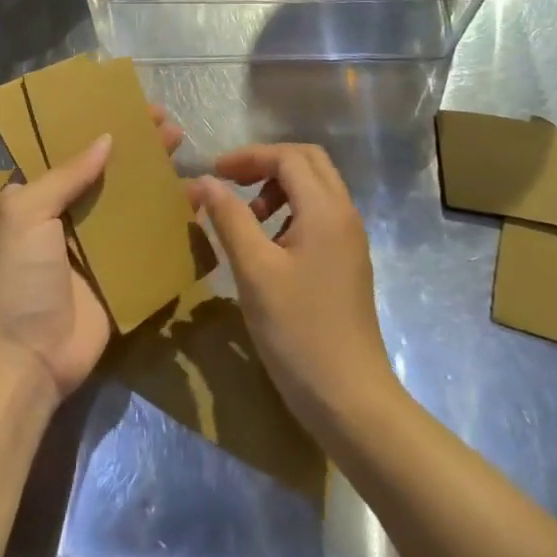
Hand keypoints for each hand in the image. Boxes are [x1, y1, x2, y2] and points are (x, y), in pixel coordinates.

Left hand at [0, 106, 184, 404]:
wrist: (26, 360)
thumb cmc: (18, 278)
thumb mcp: (26, 213)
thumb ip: (66, 174)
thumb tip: (106, 138)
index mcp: (37, 196)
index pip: (70, 148)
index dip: (98, 124)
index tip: (130, 105)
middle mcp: (67, 214)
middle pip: (108, 170)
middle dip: (137, 145)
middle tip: (168, 125)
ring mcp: (96, 245)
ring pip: (132, 200)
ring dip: (156, 175)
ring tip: (184, 149)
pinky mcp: (121, 274)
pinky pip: (148, 239)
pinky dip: (170, 219)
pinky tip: (195, 200)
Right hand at [188, 144, 395, 438]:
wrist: (352, 400)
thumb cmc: (299, 332)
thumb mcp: (254, 272)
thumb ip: (230, 218)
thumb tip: (204, 181)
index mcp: (326, 210)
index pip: (288, 156)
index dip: (249, 156)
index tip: (214, 173)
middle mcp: (344, 214)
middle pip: (308, 162)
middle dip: (267, 164)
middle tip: (231, 184)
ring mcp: (350, 240)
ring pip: (315, 188)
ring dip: (279, 187)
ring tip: (248, 218)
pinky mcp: (347, 262)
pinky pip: (319, 215)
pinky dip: (291, 211)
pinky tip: (268, 245)